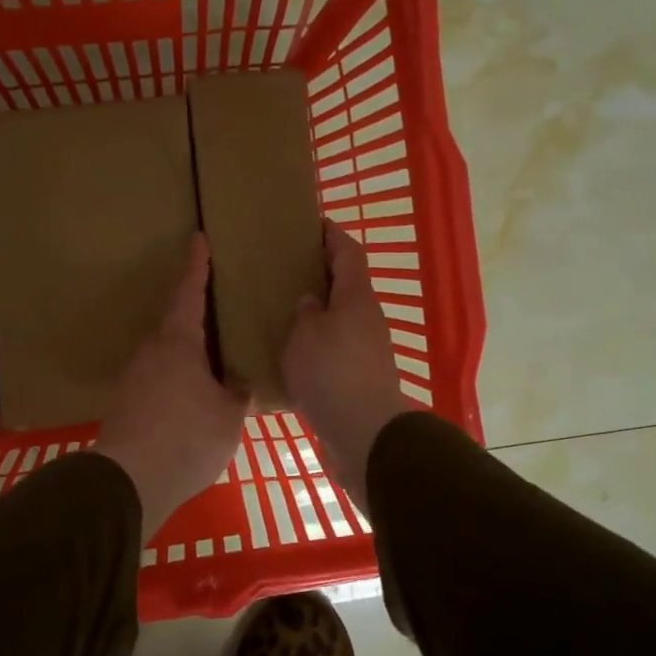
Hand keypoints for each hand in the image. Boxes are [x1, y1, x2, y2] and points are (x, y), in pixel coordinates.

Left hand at [94, 234, 250, 543]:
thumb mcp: (228, 417)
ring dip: (189, 351)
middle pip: (176, 323)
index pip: (189, 293)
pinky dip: (178, 376)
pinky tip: (193, 395)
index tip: (198, 239)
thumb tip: (240, 386)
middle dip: (197, 315)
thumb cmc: (187, 438)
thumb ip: (237, 395)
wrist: (128, 482)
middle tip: (222, 310)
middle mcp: (151, 351)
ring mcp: (135, 377)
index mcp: (178, 343)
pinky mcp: (127, 402)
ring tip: (215, 359)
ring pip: (167, 353)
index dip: (196, 266)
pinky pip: (159, 377)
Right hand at [281, 219, 412, 505]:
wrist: (363, 431)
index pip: (348, 253)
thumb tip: (310, 303)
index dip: (332, 236)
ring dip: (320, 312)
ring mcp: (369, 349)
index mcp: (355, 298)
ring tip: (286, 312)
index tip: (315, 224)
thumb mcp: (305, 336)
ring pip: (342, 318)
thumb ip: (305, 314)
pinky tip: (295, 353)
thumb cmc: (330, 373)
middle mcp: (368, 319)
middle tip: (289, 270)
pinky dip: (319, 342)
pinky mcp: (362, 377)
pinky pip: (338, 348)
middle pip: (347, 286)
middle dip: (322, 275)